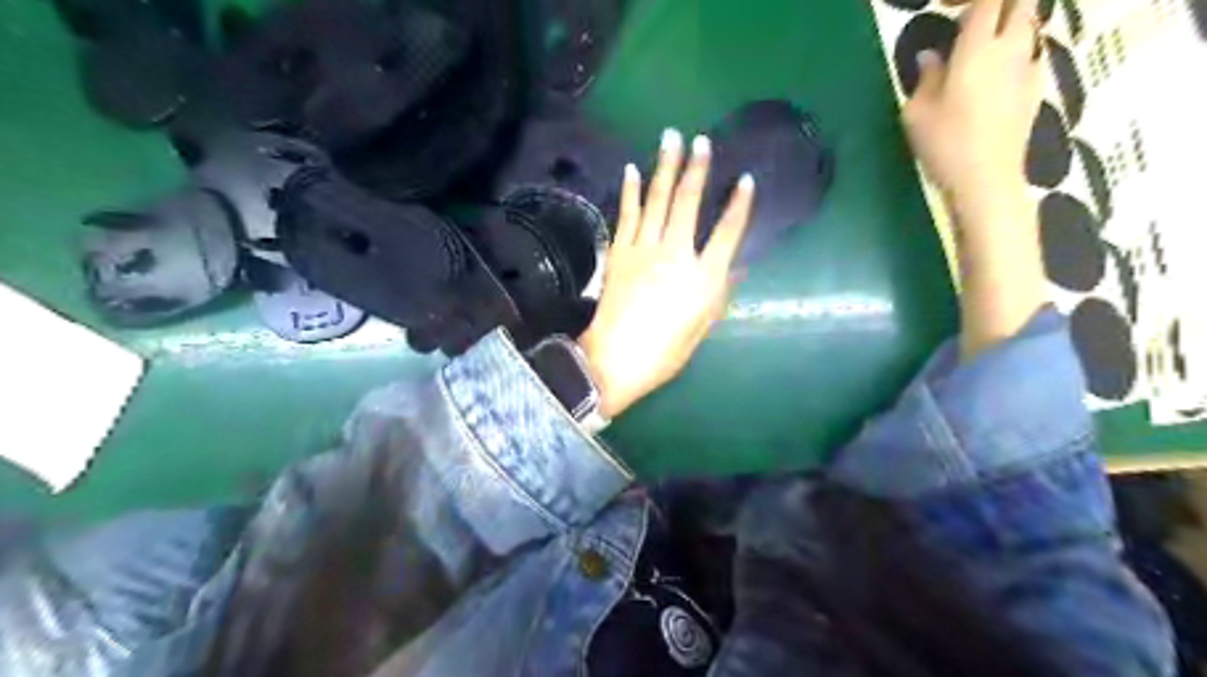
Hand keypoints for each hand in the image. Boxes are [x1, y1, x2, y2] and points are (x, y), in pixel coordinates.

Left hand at [576, 126, 750, 417]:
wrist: (615, 359)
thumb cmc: (665, 352)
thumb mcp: (702, 328)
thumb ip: (719, 293)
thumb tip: (733, 266)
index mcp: (703, 278)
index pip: (728, 232)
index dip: (739, 205)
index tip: (745, 180)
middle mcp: (676, 255)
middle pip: (689, 204)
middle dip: (697, 169)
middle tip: (701, 140)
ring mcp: (644, 249)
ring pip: (657, 200)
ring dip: (665, 167)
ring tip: (671, 138)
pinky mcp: (620, 252)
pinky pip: (627, 214)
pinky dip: (630, 191)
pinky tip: (632, 170)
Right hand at [904, 1, 1046, 228]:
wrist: (987, 179)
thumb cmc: (944, 144)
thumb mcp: (917, 113)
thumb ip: (925, 77)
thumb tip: (930, 57)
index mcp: (976, 49)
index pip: (986, 1)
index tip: (949, 8)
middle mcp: (1010, 48)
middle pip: (1020, 4)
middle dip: (999, 5)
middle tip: (971, 19)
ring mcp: (1028, 68)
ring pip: (1029, 26)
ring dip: (1010, 24)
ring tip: (983, 44)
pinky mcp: (1036, 89)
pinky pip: (1030, 53)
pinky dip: (1016, 51)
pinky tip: (997, 73)